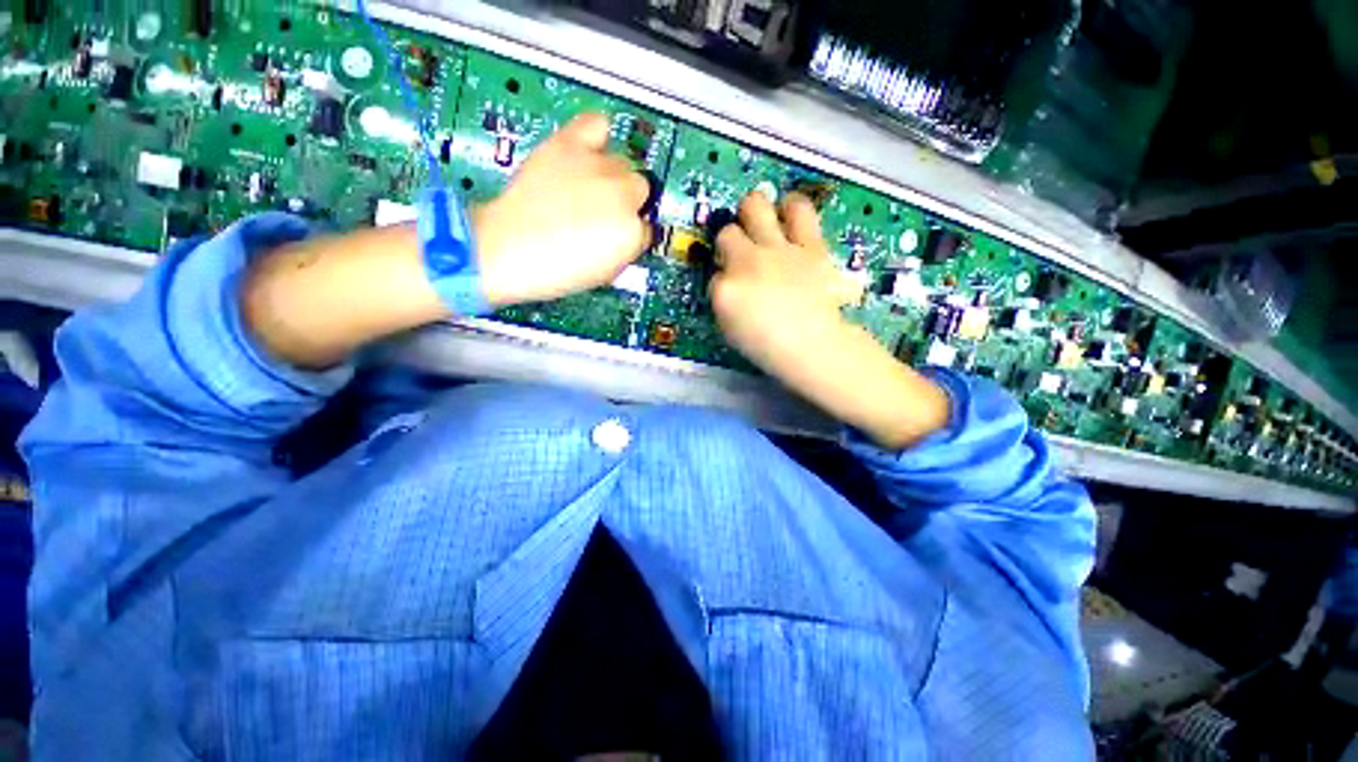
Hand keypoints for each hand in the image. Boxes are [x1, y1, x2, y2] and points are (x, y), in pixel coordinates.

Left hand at [474, 113, 651, 307]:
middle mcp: (622, 195)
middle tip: (602, 211)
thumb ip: (626, 248)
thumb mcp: (605, 272)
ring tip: (590, 185)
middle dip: (626, 202)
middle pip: (640, 189)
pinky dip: (598, 134)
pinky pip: (597, 124)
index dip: (631, 232)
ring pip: (623, 161)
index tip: (617, 234)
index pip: (647, 226)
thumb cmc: (556, 270)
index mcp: (632, 233)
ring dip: (612, 174)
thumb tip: (632, 233)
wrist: (507, 249)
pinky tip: (591, 147)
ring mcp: (597, 167)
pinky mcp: (569, 145)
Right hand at [710, 191, 855, 372]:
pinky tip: (789, 212)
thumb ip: (724, 303)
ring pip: (755, 206)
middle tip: (738, 251)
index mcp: (726, 290)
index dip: (721, 279)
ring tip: (760, 220)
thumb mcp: (731, 331)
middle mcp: (748, 262)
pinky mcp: (808, 244)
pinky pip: (800, 210)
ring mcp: (778, 249)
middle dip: (728, 242)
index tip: (731, 289)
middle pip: (727, 234)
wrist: (814, 345)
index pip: (714, 274)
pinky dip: (792, 208)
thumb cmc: (768, 346)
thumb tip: (727, 284)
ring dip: (753, 212)